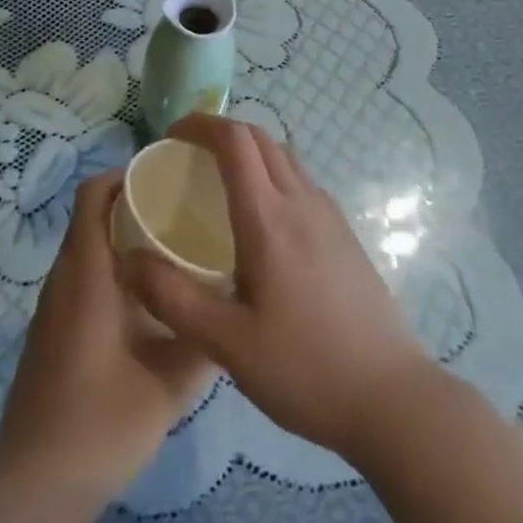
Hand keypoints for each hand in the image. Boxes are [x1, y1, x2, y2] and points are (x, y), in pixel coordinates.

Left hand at [0, 171, 218, 499]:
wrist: (38, 484)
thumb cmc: (104, 418)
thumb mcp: (170, 381)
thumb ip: (204, 337)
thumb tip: (231, 305)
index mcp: (86, 270)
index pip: (92, 193)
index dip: (123, 175)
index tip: (162, 179)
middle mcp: (63, 276)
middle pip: (91, 216)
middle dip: (130, 206)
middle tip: (178, 213)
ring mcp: (51, 305)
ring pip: (85, 248)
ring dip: (120, 239)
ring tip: (168, 251)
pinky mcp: (50, 330)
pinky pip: (79, 277)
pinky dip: (108, 270)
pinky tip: (142, 301)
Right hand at [123, 115, 430, 460]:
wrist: (392, 398)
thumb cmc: (306, 369)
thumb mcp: (228, 345)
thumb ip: (174, 298)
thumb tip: (130, 259)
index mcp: (268, 218)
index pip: (234, 139)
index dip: (200, 124)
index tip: (171, 137)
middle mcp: (301, 201)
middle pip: (259, 137)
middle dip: (220, 132)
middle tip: (188, 157)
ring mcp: (329, 214)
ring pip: (284, 155)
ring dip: (249, 151)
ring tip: (221, 183)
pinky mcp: (345, 233)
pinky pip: (301, 180)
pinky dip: (273, 173)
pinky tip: (263, 221)